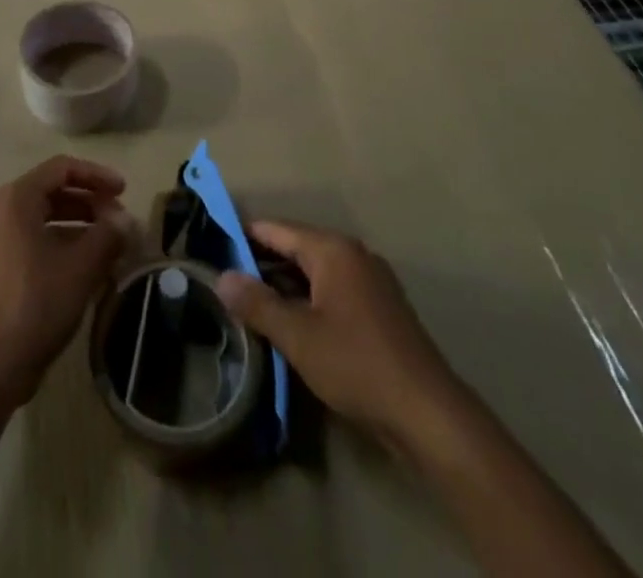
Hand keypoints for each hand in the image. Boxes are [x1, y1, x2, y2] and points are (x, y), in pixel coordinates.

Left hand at [0, 156, 131, 409]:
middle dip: (88, 202)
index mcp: (15, 199)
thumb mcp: (82, 266)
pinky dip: (57, 244)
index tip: (124, 191)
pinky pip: (28, 241)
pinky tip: (82, 267)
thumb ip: (109, 235)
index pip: (61, 168)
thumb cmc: (38, 304)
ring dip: (76, 225)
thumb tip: (126, 220)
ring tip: (107, 244)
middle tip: (118, 220)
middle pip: (50, 191)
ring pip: (40, 218)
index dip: (96, 175)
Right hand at [216, 221, 461, 446]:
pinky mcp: (381, 307)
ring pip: (315, 270)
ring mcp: (371, 279)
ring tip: (251, 301)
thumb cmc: (357, 365)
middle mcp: (353, 253)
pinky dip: (309, 297)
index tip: (214, 246)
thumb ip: (257, 303)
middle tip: (226, 278)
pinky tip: (292, 322)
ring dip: (285, 283)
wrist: (428, 414)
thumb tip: (221, 276)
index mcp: (332, 249)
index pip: (276, 229)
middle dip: (262, 262)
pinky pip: (333, 288)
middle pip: (296, 246)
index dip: (243, 236)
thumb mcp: (298, 336)